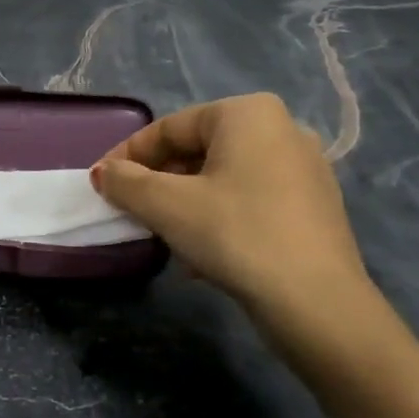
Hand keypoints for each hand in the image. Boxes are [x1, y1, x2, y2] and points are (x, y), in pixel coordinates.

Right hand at [91, 94, 373, 326]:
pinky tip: (201, 257)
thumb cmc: (236, 235)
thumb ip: (126, 182)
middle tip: (131, 212)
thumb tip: (104, 173)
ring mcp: (304, 169)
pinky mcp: (313, 207)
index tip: (101, 184)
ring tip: (162, 237)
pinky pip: (249, 201)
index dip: (127, 156)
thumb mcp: (167, 206)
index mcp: (248, 114)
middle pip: (197, 151)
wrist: (317, 303)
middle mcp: (282, 129)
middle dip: (158, 183)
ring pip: (222, 179)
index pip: (169, 128)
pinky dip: (217, 219)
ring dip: (184, 205)